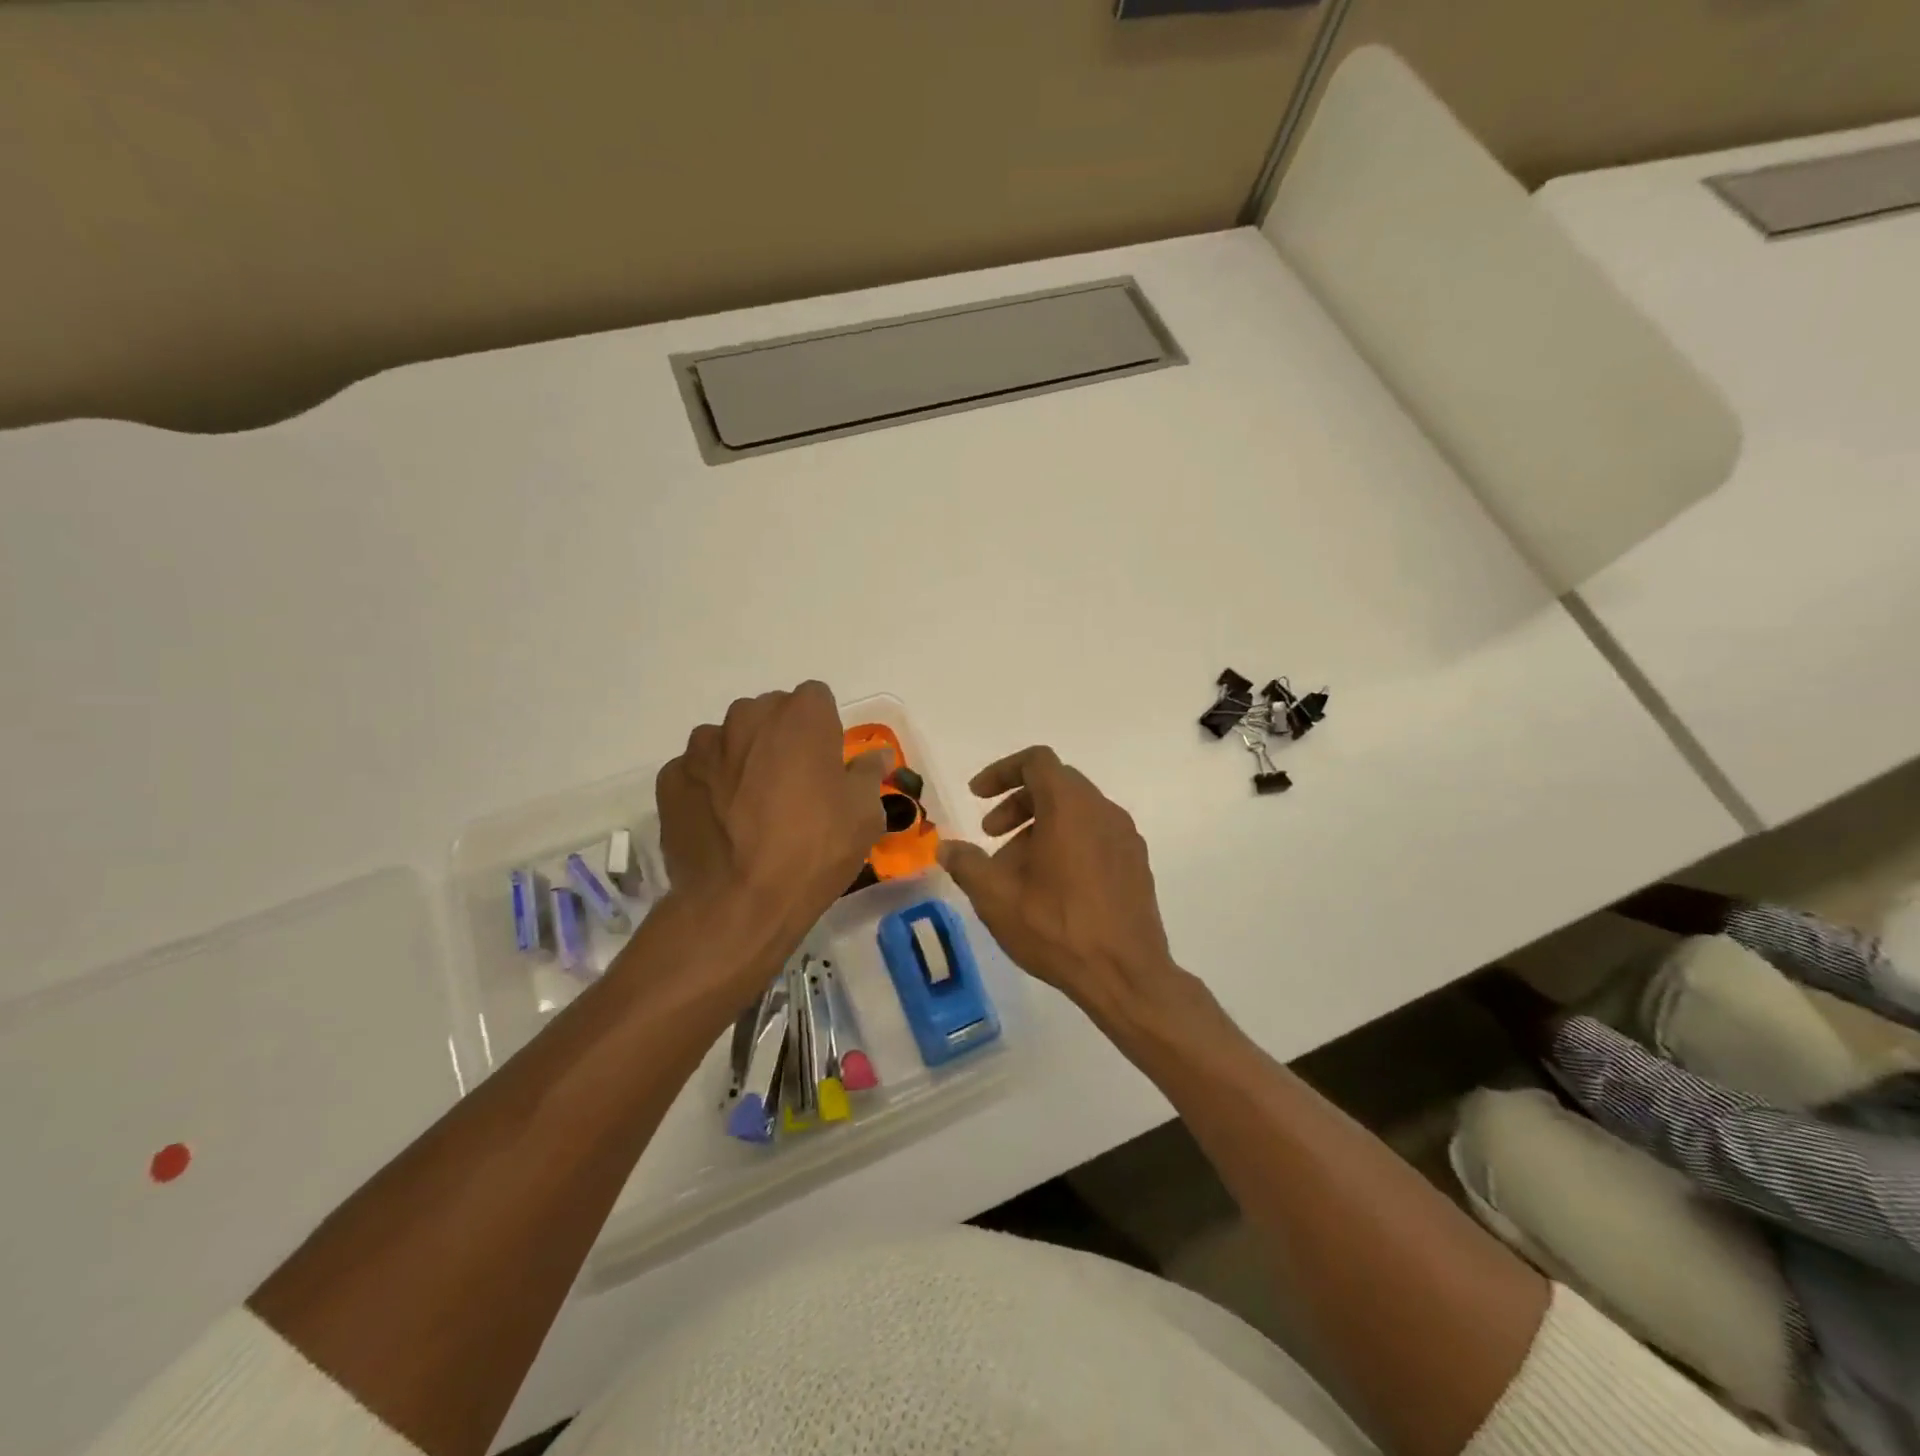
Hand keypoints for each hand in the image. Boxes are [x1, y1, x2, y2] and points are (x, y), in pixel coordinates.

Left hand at [655, 682, 890, 973]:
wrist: (739, 903)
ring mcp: (702, 747)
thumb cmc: (814, 849)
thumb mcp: (864, 814)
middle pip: (769, 714)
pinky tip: (721, 825)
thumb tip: (877, 755)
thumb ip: (868, 773)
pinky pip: (698, 772)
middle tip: (792, 788)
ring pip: (730, 741)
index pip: (816, 699)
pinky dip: (709, 788)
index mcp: (799, 716)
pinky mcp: (671, 778)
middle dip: (781, 740)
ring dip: (742, 760)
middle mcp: (747, 717)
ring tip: (750, 809)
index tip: (827, 764)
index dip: (824, 729)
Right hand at [937, 746, 1176, 1017]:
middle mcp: (1103, 811)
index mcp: (1070, 807)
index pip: (1037, 761)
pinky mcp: (1137, 864)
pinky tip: (1051, 887)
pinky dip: (1067, 842)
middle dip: (1017, 802)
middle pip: (1056, 784)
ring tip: (1016, 870)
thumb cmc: (1057, 928)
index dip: (1002, 771)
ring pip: (1076, 812)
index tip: (977, 796)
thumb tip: (946, 847)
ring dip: (1040, 826)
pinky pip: (1096, 835)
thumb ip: (967, 864)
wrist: (1126, 976)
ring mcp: (1126, 837)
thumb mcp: (997, 898)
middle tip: (990, 834)